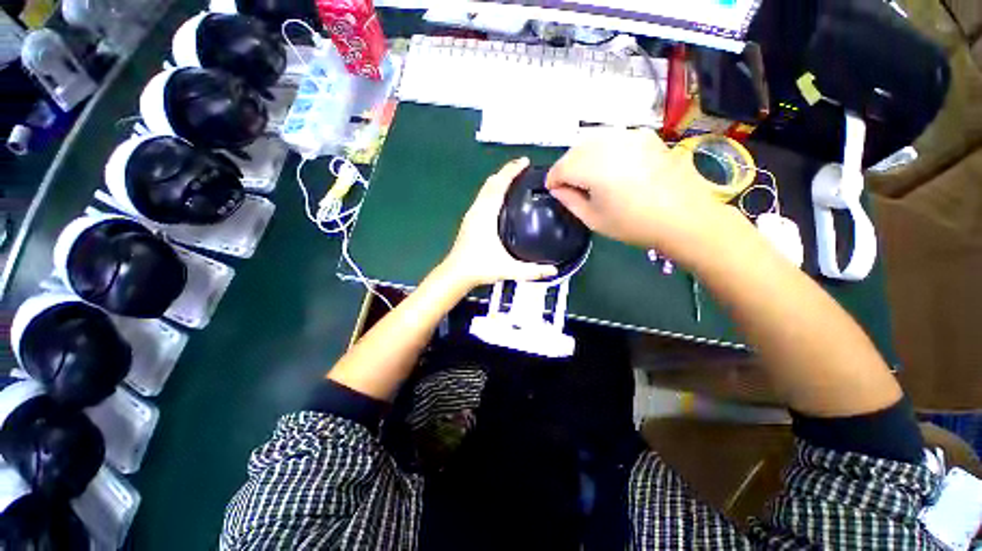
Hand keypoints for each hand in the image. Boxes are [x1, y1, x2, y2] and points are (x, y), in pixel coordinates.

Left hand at [442, 158, 557, 288]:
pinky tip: (500, 198)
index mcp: (486, 215)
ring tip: (514, 179)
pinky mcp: (469, 220)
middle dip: (506, 172)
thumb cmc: (479, 267)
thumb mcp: (508, 269)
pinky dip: (492, 190)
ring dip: (499, 180)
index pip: (499, 185)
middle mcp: (477, 210)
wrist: (456, 273)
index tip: (525, 161)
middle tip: (523, 168)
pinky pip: (482, 197)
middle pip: (491, 183)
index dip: (511, 171)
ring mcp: (471, 214)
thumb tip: (553, 271)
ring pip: (485, 189)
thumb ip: (531, 271)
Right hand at [545, 129, 744, 263]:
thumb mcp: (593, 219)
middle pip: (575, 150)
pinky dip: (603, 149)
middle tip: (567, 184)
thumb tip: (557, 188)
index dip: (552, 179)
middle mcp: (610, 144)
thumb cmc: (634, 224)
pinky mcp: (645, 136)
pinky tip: (609, 165)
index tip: (552, 190)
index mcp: (594, 168)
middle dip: (566, 166)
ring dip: (583, 156)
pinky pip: (613, 137)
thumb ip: (569, 200)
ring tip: (586, 175)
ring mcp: (630, 136)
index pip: (561, 167)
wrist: (684, 217)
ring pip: (593, 140)